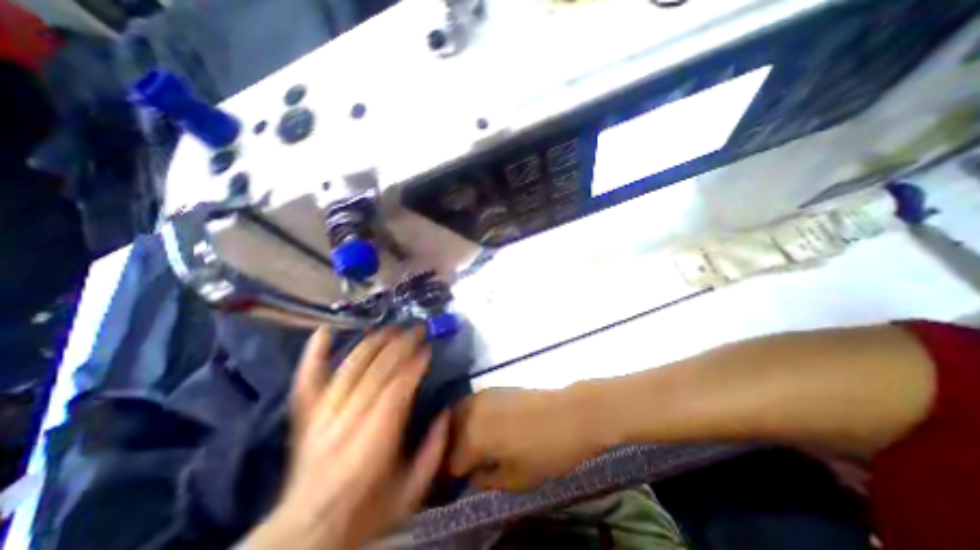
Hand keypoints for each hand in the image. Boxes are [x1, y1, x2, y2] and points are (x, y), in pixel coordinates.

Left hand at [243, 329, 448, 546]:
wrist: (308, 533)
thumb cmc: (365, 511)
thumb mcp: (411, 492)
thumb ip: (433, 452)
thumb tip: (445, 414)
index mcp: (374, 441)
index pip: (397, 389)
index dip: (414, 365)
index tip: (428, 349)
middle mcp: (346, 421)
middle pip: (376, 371)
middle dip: (400, 345)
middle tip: (416, 329)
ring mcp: (322, 415)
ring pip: (350, 368)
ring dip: (372, 343)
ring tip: (390, 328)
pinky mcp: (305, 415)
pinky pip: (308, 379)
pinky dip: (314, 353)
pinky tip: (324, 330)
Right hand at [447, 386, 602, 494]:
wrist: (570, 414)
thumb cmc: (545, 452)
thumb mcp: (515, 478)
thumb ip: (485, 480)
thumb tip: (470, 477)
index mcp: (472, 437)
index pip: (447, 462)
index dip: (447, 478)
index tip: (452, 486)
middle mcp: (471, 411)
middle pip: (447, 433)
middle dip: (449, 450)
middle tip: (461, 466)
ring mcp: (482, 395)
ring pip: (456, 414)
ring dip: (456, 432)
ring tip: (469, 448)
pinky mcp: (493, 388)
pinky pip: (470, 404)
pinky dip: (468, 417)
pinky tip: (480, 428)